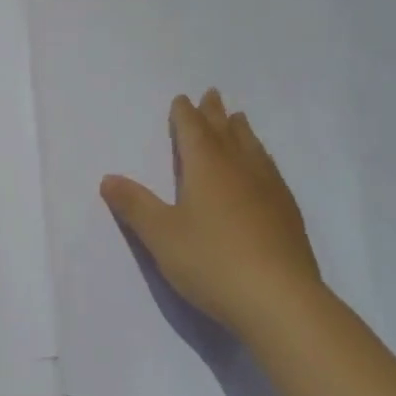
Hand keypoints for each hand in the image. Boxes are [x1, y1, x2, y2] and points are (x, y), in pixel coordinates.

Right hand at [101, 89, 321, 329]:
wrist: (281, 301)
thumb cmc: (212, 261)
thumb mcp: (161, 235)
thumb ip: (135, 205)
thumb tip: (108, 178)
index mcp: (207, 168)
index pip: (193, 131)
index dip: (185, 114)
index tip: (182, 99)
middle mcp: (240, 169)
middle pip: (226, 132)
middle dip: (215, 113)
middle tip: (212, 94)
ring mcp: (269, 190)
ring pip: (252, 149)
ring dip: (241, 131)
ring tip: (239, 120)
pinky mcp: (287, 214)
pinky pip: (270, 170)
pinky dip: (261, 158)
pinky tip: (264, 169)